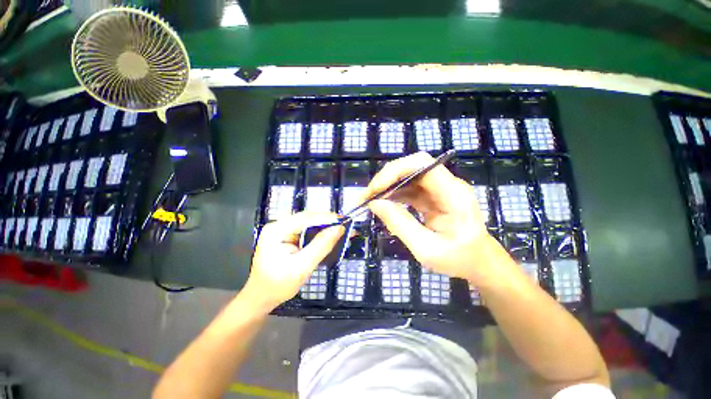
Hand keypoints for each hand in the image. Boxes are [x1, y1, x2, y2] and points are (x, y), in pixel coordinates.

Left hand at [243, 212, 344, 309]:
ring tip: (339, 229)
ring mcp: (281, 229)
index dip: (326, 217)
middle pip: (307, 218)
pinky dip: (318, 232)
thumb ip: (321, 246)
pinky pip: (305, 229)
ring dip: (324, 226)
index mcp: (276, 230)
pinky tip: (328, 234)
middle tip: (344, 225)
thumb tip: (339, 228)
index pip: (305, 218)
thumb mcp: (302, 266)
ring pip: (308, 222)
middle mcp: (278, 225)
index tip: (343, 220)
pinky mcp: (286, 235)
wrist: (261, 297)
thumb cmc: (278, 285)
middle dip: (326, 221)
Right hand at [366, 152, 493, 280]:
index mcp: (454, 194)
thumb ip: (400, 224)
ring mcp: (440, 189)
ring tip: (370, 200)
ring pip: (408, 176)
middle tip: (367, 196)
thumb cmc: (459, 259)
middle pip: (413, 166)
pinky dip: (393, 193)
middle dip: (386, 178)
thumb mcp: (426, 249)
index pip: (422, 164)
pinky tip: (383, 203)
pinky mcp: (432, 195)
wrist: (478, 262)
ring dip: (387, 186)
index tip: (375, 189)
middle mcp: (448, 185)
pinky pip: (409, 188)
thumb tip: (375, 204)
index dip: (395, 171)